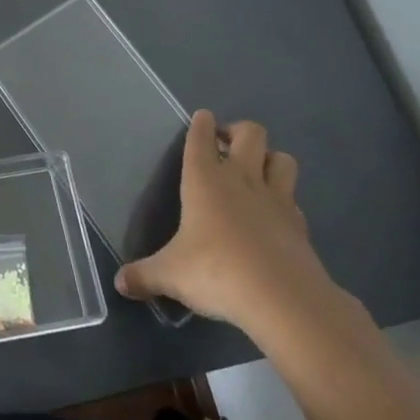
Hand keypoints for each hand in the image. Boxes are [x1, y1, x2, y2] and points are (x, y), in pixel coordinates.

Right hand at [114, 112, 350, 344]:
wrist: (283, 300)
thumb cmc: (217, 272)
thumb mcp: (171, 276)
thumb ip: (144, 275)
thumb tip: (120, 283)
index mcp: (205, 179)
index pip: (202, 136)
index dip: (202, 123)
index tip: (202, 119)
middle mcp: (241, 178)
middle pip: (251, 133)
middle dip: (239, 132)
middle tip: (227, 146)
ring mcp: (276, 199)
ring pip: (281, 158)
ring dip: (269, 159)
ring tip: (256, 172)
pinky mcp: (300, 224)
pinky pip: (294, 198)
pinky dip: (285, 199)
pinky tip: (274, 215)